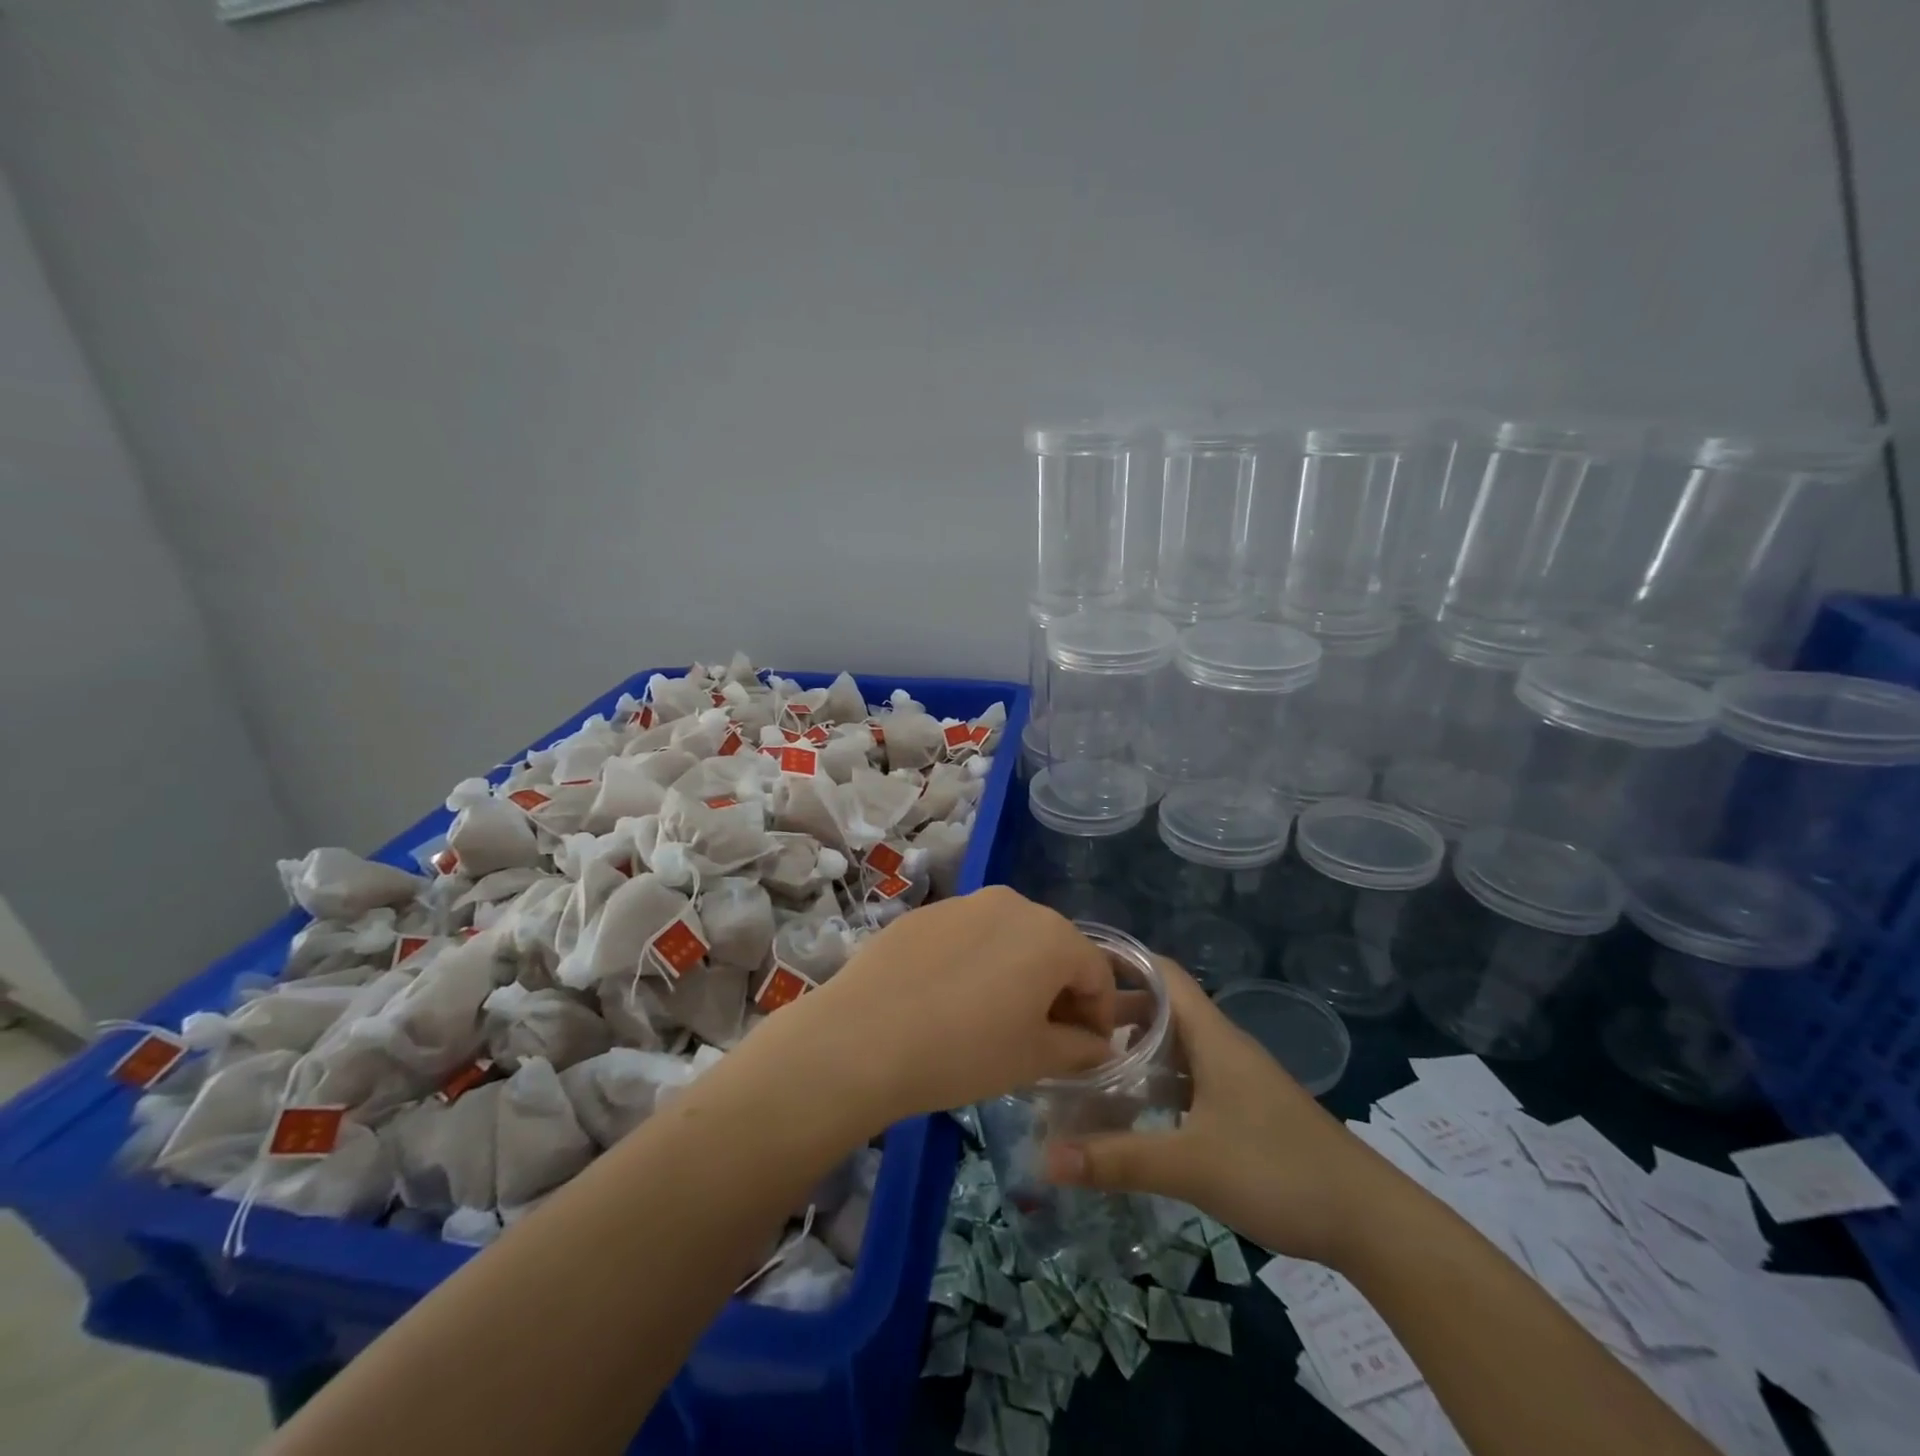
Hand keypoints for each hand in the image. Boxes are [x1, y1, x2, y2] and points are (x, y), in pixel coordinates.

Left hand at [766, 887, 1117, 1124]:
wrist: (863, 1037)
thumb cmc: (964, 1051)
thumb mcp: (1033, 1059)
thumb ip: (1078, 1047)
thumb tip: (1096, 1044)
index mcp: (1050, 934)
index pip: (1096, 971)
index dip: (1099, 1014)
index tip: (1087, 1048)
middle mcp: (1012, 903)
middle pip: (1053, 945)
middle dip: (1058, 988)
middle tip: (1044, 1033)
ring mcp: (963, 902)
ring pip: (1008, 936)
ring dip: (1016, 971)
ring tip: (995, 1015)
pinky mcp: (924, 913)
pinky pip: (967, 935)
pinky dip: (975, 961)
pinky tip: (950, 998)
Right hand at [1043, 958, 1389, 1262]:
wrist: (1369, 1221)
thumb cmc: (1277, 1171)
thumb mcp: (1190, 1164)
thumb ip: (1118, 1159)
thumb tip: (1046, 1159)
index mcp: (1212, 1036)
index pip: (1162, 973)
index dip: (1121, 961)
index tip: (1075, 969)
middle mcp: (1223, 1046)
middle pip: (1163, 1008)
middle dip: (1116, 1011)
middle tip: (1069, 1027)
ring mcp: (1237, 1078)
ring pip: (1177, 1045)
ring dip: (1137, 1049)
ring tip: (1091, 1065)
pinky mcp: (1245, 1108)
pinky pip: (1190, 1077)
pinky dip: (1158, 1081)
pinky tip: (1136, 1110)